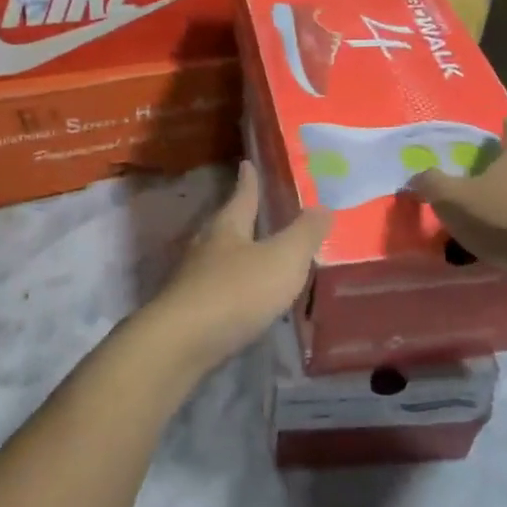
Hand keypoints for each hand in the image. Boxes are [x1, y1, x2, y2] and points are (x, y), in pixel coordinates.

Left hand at [145, 162, 331, 376]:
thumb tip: (323, 206)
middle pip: (226, 225)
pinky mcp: (190, 310)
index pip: (242, 195)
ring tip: (257, 254)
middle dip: (241, 217)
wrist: (182, 343)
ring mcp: (194, 279)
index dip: (249, 180)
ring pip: (220, 258)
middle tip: (257, 209)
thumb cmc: (237, 291)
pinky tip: (245, 298)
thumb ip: (305, 233)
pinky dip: (234, 287)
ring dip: (238, 254)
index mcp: (228, 227)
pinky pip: (218, 289)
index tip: (247, 163)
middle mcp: (207, 247)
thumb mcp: (283, 258)